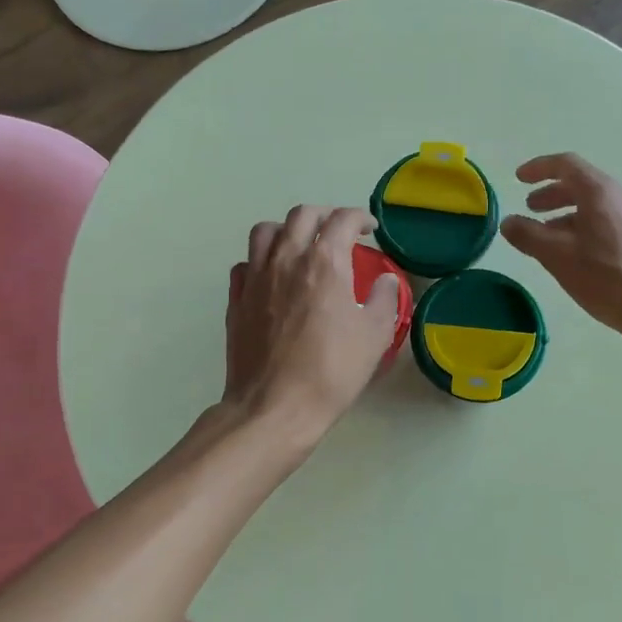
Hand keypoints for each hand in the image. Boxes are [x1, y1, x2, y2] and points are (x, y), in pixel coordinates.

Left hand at [223, 206, 403, 442]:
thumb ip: (385, 300)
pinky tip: (272, 277)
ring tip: (301, 245)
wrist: (274, 406)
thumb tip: (385, 280)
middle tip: (338, 231)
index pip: (342, 220)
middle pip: (302, 215)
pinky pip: (246, 264)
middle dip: (325, 215)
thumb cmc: (331, 371)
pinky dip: (261, 261)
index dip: (360, 218)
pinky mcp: (237, 299)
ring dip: (287, 229)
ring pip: (266, 231)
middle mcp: (286, 259)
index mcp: (324, 262)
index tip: (369, 229)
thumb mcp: (375, 336)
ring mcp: (256, 278)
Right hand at [500, 154, 621, 337]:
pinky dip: (586, 227)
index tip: (518, 179)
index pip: (567, 164)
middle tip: (530, 209)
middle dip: (552, 194)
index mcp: (602, 193)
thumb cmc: (608, 279)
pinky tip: (578, 254)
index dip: (539, 168)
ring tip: (549, 237)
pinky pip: (609, 221)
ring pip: (596, 206)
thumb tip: (507, 221)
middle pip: (583, 184)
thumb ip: (529, 235)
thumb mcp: (558, 257)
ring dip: (568, 214)